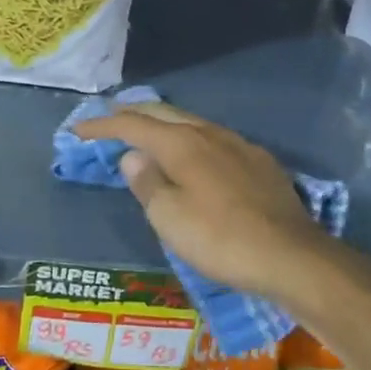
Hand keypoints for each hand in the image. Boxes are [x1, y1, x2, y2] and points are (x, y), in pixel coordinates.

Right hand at [74, 103, 339, 306]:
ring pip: (191, 122)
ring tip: (146, 134)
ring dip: (162, 124)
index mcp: (181, 144)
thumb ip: (146, 183)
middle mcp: (209, 133)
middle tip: (108, 120)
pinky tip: (194, 155)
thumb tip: (132, 156)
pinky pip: (213, 139)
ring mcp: (238, 144)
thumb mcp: (170, 218)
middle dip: (132, 113)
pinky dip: (190, 139)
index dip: (101, 126)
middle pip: (162, 112)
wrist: (293, 256)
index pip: (132, 124)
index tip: (77, 131)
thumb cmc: (221, 239)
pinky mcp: (259, 162)